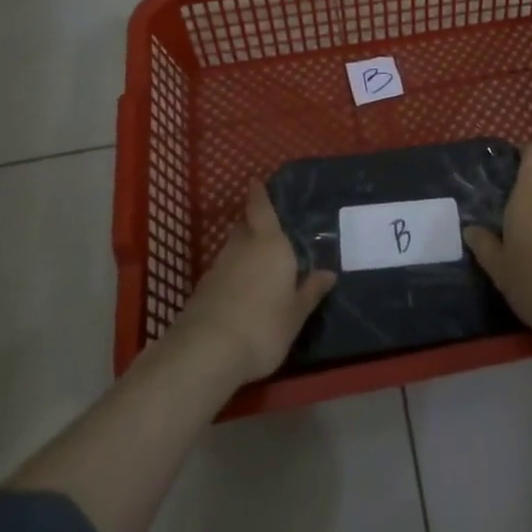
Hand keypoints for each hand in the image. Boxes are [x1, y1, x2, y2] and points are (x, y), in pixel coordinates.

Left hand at [171, 181, 334, 385]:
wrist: (207, 351)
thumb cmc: (263, 325)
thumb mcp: (295, 314)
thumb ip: (311, 291)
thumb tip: (329, 273)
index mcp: (270, 244)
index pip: (261, 209)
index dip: (258, 194)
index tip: (255, 181)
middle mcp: (242, 247)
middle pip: (245, 226)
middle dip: (253, 224)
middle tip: (266, 230)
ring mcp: (219, 266)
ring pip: (233, 248)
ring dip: (242, 251)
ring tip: (257, 264)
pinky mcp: (203, 289)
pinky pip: (223, 271)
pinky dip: (232, 273)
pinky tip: (240, 291)